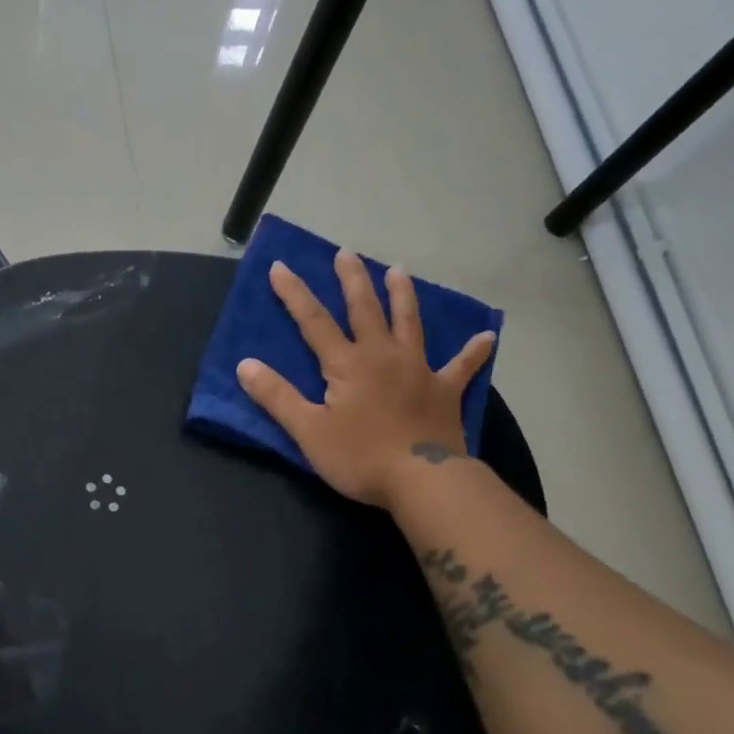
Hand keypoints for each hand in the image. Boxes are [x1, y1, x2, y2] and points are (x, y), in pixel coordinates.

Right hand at [237, 252, 494, 507]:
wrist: (422, 480)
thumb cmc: (360, 457)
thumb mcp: (308, 431)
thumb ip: (277, 396)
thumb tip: (245, 364)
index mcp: (346, 364)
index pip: (313, 321)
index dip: (294, 293)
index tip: (281, 266)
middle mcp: (382, 355)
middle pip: (365, 309)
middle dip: (352, 279)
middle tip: (346, 253)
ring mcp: (418, 369)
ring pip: (409, 323)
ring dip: (403, 296)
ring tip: (398, 271)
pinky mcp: (444, 391)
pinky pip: (462, 367)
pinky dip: (473, 352)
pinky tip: (488, 337)